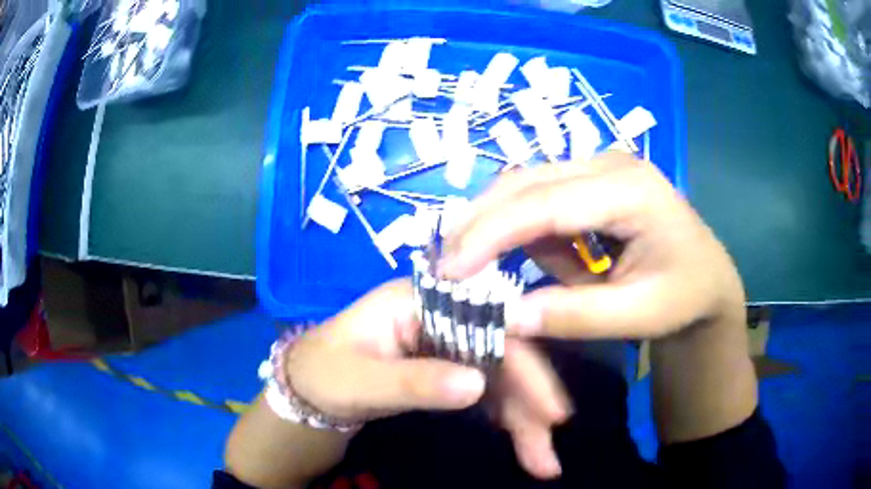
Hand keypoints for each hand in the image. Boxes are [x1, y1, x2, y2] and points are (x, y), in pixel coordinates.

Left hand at [286, 280, 571, 479]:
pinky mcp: (449, 368)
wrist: (307, 388)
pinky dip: (508, 418)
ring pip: (502, 378)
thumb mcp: (360, 381)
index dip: (524, 365)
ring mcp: (449, 343)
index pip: (488, 324)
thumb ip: (414, 382)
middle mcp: (444, 316)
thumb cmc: (324, 373)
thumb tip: (477, 385)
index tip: (551, 410)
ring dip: (524, 419)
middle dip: (531, 404)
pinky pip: (489, 391)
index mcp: (421, 302)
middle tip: (549, 452)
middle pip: (504, 354)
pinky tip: (522, 442)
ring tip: (542, 461)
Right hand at [439, 152, 745, 339]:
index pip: (545, 204)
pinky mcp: (590, 180)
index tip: (449, 271)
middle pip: (525, 183)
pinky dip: (517, 227)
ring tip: (465, 264)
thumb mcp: (639, 315)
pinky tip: (508, 254)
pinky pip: (539, 197)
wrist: (708, 278)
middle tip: (443, 266)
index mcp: (630, 190)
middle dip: (478, 224)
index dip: (490, 236)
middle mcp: (608, 164)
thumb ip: (575, 316)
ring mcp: (599, 167)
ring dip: (492, 224)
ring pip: (525, 185)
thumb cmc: (683, 297)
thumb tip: (506, 318)